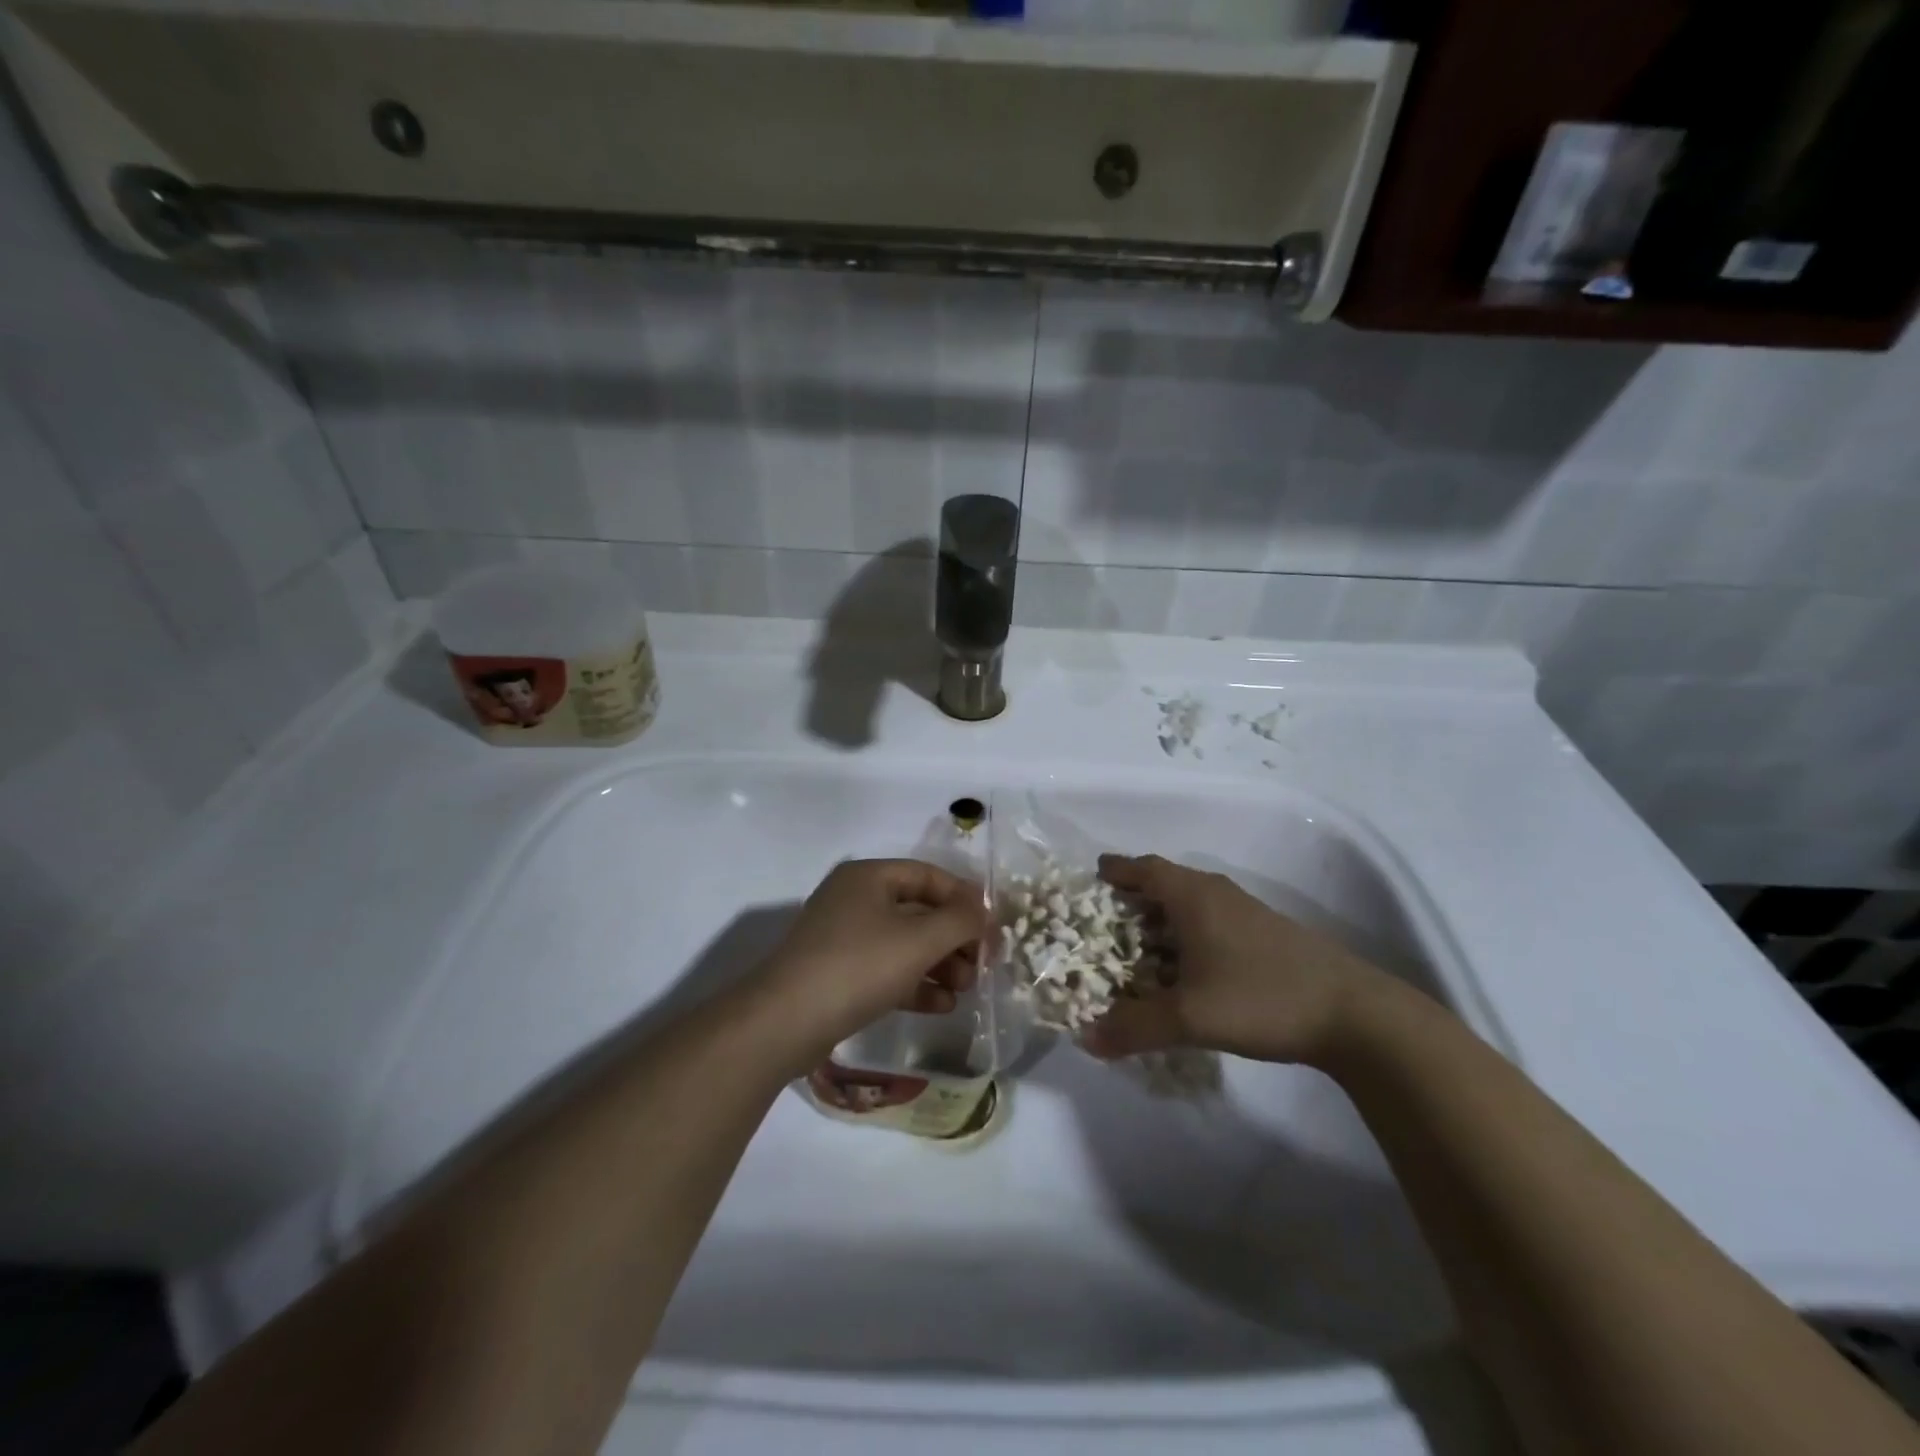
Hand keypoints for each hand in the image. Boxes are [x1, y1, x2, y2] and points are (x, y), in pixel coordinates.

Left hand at [757, 859, 989, 1065]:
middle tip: (982, 965)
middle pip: (918, 911)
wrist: (785, 1022)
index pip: (928, 875)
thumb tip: (982, 911)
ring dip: (939, 964)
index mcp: (868, 877)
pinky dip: (915, 983)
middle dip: (954, 938)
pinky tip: (942, 1005)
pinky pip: (886, 970)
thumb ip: (959, 921)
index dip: (964, 898)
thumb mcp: (918, 940)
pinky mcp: (838, 975)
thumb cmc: (858, 966)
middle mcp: (855, 900)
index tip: (992, 926)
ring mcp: (843, 939)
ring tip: (966, 989)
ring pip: (904, 943)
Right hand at [1080, 854, 1395, 1066]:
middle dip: (1135, 896)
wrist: (1354, 1014)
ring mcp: (1246, 912)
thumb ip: (1135, 1027)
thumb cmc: (1261, 998)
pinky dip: (1188, 933)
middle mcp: (1217, 894)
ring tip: (1140, 945)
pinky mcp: (1266, 934)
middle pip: (1166, 882)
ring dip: (1164, 917)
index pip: (1145, 869)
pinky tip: (1187, 967)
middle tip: (1108, 920)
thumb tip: (1086, 1039)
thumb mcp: (1190, 1017)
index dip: (1117, 870)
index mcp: (1194, 896)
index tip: (1094, 875)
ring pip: (1191, 903)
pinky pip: (1212, 921)